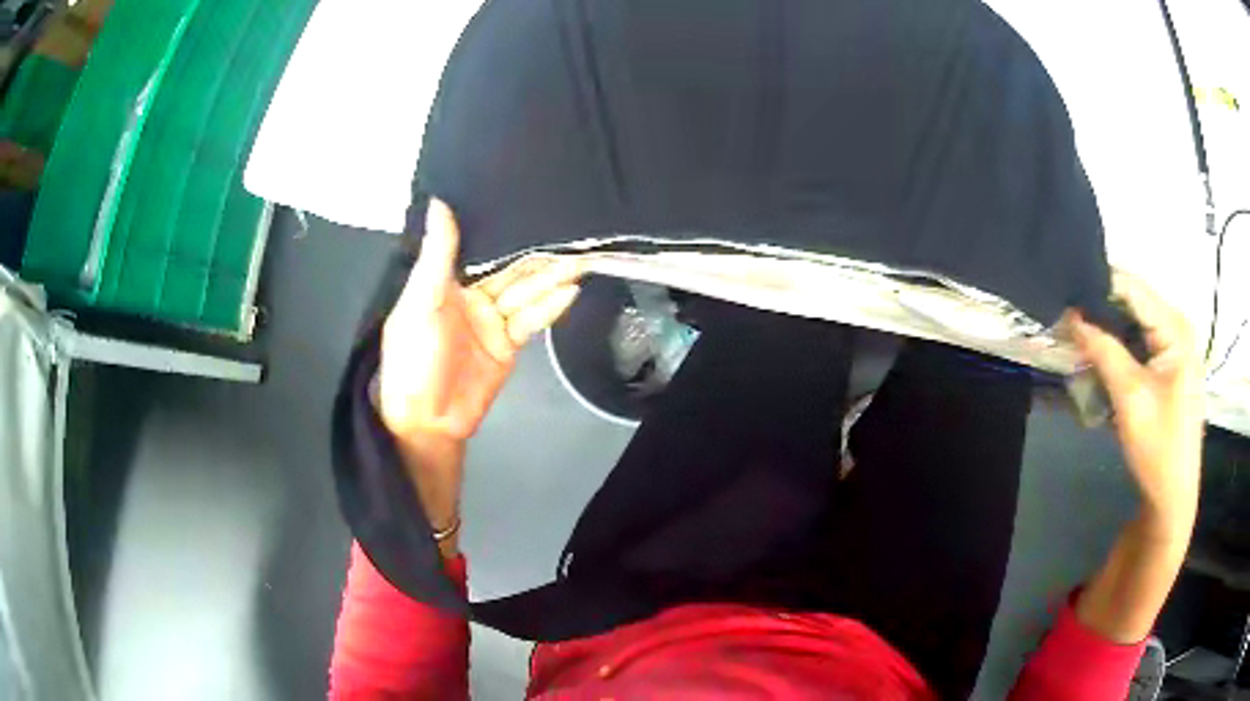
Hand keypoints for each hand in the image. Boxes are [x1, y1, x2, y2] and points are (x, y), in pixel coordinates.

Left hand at [378, 199, 583, 441]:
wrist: (429, 420)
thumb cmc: (414, 358)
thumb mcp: (421, 302)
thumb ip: (437, 255)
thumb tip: (439, 203)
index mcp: (443, 282)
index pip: (477, 249)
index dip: (500, 231)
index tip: (526, 203)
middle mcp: (470, 296)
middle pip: (508, 271)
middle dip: (536, 256)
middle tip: (568, 235)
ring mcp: (491, 320)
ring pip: (524, 293)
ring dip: (550, 278)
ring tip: (580, 259)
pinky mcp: (508, 344)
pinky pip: (531, 320)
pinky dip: (550, 306)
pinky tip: (570, 291)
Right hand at [1069, 271, 1203, 535]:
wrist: (1173, 498)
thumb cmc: (1158, 447)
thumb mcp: (1129, 397)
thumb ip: (1103, 351)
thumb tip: (1072, 317)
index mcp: (1175, 327)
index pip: (1132, 288)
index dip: (1098, 286)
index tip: (1065, 294)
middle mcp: (1178, 327)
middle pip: (1134, 304)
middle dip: (1101, 310)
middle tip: (1067, 322)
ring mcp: (1176, 348)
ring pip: (1136, 324)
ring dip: (1109, 332)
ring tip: (1079, 340)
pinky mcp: (1171, 367)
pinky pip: (1141, 344)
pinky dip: (1120, 350)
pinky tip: (1102, 362)